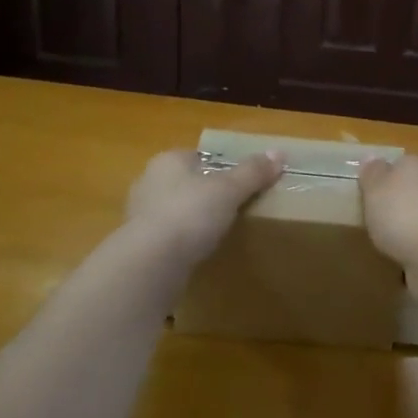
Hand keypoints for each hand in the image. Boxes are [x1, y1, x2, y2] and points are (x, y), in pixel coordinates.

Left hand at [126, 149, 281, 263]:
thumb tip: (279, 153)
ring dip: (192, 220)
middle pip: (186, 183)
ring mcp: (139, 216)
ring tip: (220, 232)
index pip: (198, 156)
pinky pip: (167, 238)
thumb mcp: (229, 189)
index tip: (240, 182)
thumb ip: (253, 172)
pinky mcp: (138, 246)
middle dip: (206, 194)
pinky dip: (183, 243)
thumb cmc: (189, 214)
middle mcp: (149, 182)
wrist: (150, 264)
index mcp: (168, 161)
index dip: (220, 166)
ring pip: (175, 211)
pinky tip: (199, 253)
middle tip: (235, 207)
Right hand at [357, 154, 417, 292]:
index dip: (380, 175)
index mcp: (414, 165)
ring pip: (415, 215)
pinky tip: (397, 256)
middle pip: (406, 189)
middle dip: (392, 202)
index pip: (397, 163)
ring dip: (402, 225)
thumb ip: (371, 174)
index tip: (364, 191)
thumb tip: (371, 157)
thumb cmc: (400, 213)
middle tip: (368, 217)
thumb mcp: (375, 188)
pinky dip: (411, 246)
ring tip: (379, 240)